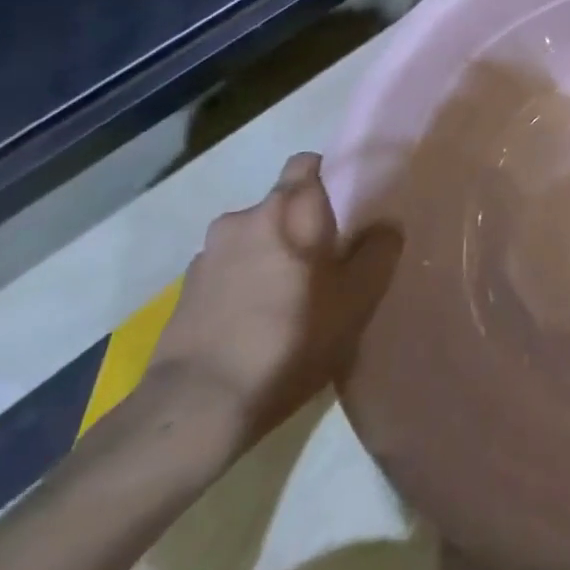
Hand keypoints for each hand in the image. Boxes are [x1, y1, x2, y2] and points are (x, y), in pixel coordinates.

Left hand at [144, 153, 400, 455]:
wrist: (198, 406)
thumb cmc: (291, 338)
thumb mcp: (357, 299)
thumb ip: (379, 251)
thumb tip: (385, 225)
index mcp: (289, 209)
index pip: (306, 163)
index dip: (326, 176)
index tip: (345, 206)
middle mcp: (243, 218)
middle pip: (281, 206)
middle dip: (301, 226)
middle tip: (325, 263)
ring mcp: (207, 255)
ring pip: (253, 239)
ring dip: (269, 256)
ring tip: (288, 300)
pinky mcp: (184, 292)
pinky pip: (227, 272)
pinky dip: (243, 285)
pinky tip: (254, 324)